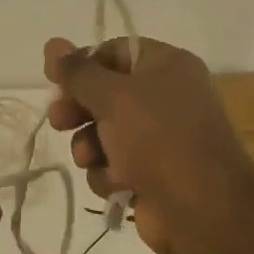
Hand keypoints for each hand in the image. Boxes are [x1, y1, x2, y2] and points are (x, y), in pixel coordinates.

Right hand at [44, 35, 253, 253]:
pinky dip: (109, 174)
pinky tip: (119, 184)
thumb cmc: (159, 139)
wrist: (201, 210)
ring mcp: (158, 139)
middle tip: (59, 121)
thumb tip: (52, 43)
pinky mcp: (150, 175)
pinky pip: (113, 165)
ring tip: (91, 158)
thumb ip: (78, 72)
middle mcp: (165, 97)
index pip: (114, 52)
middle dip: (79, 110)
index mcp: (166, 66)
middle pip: (104, 94)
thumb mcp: (113, 96)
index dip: (81, 65)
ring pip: (102, 134)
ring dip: (90, 147)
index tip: (54, 80)